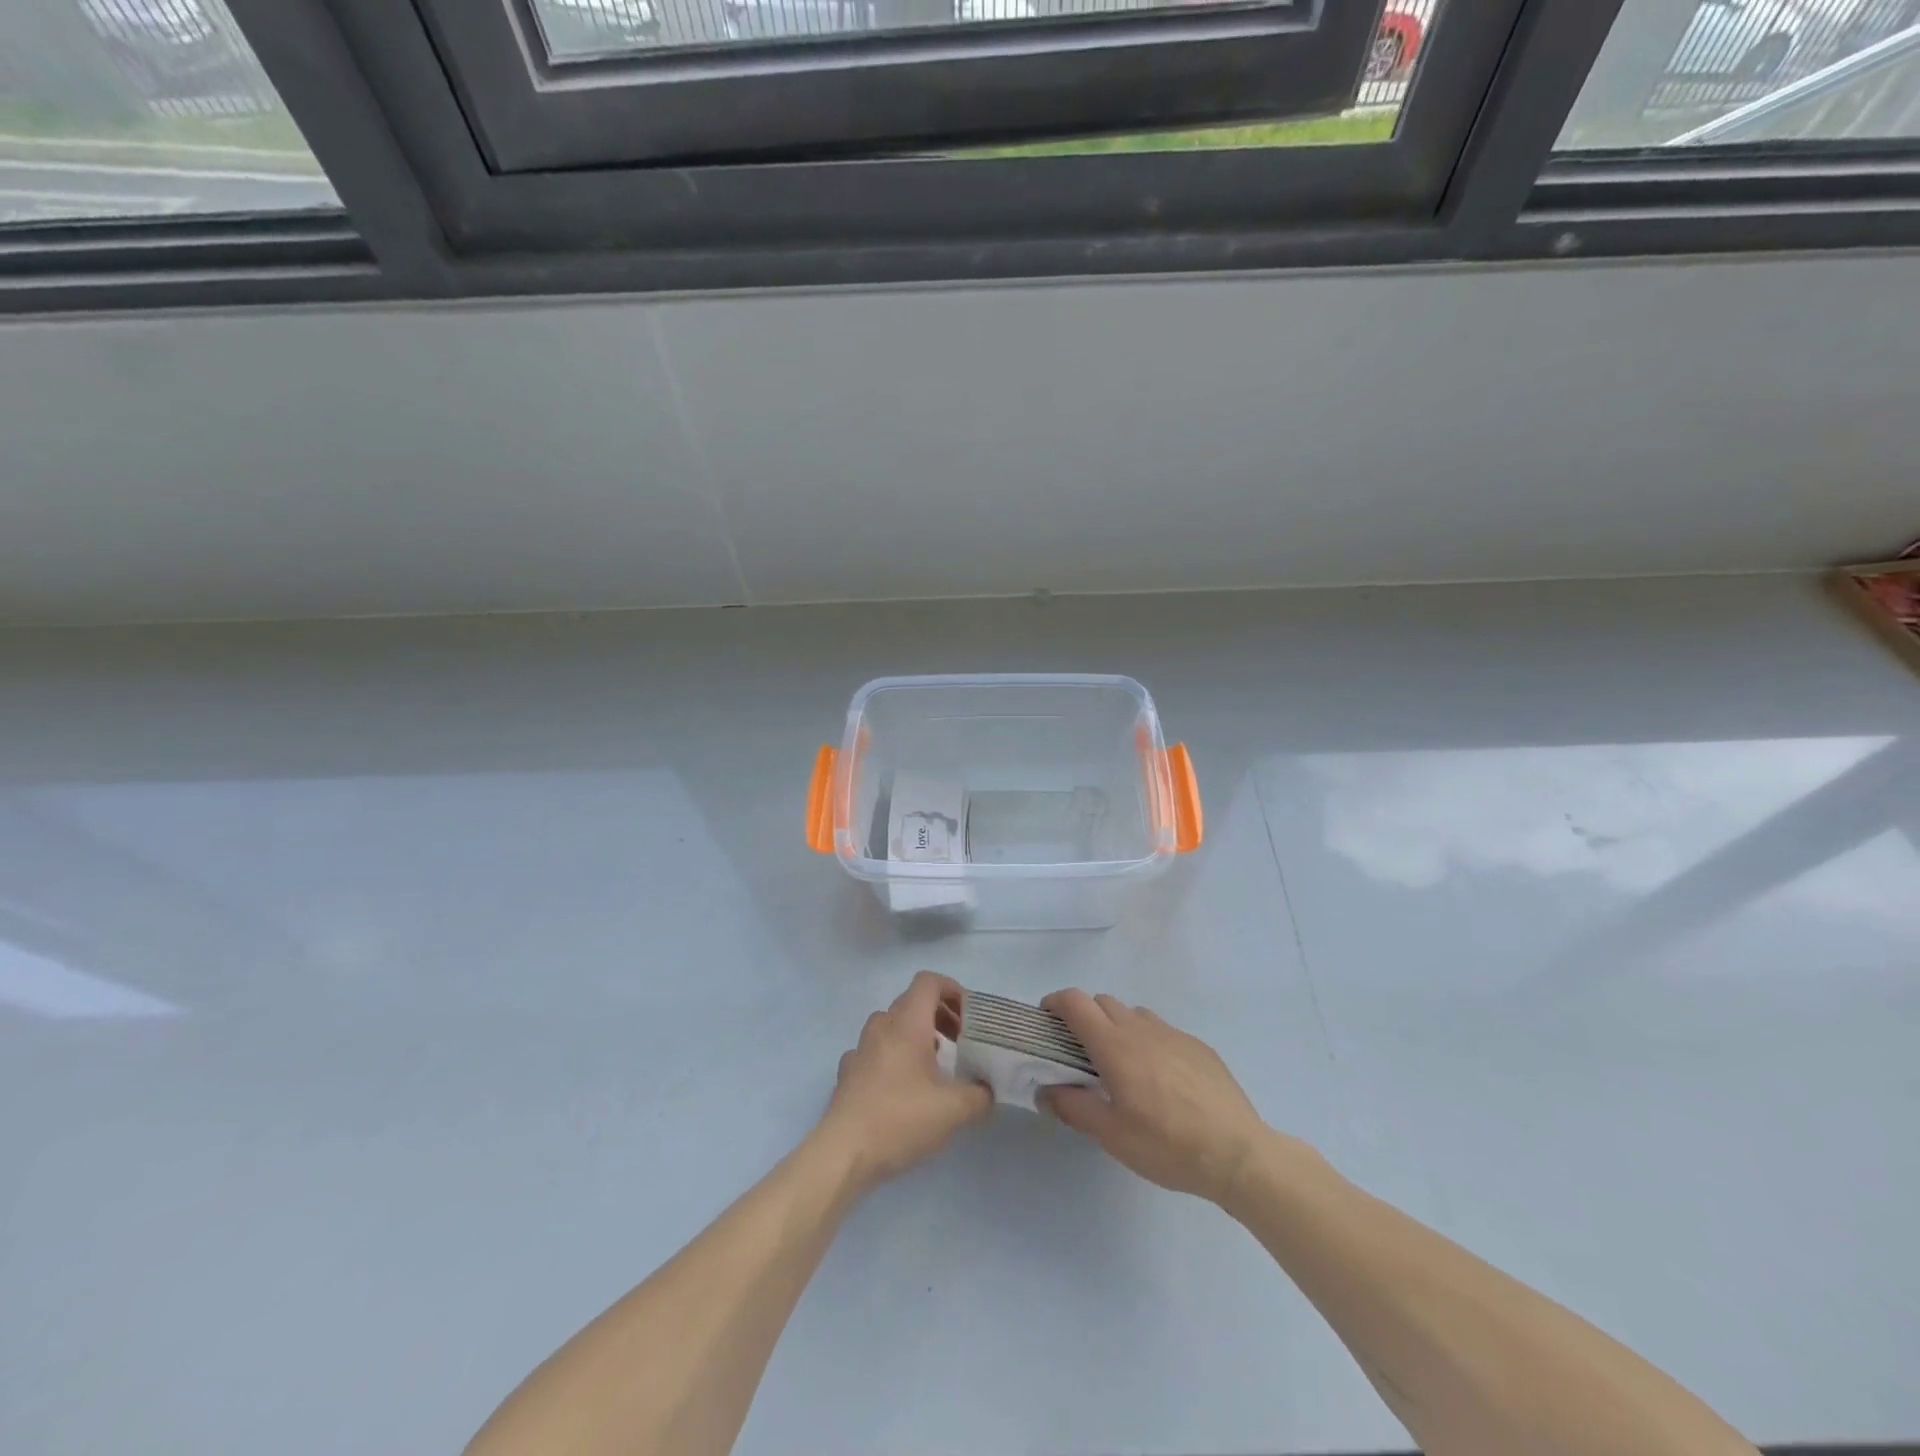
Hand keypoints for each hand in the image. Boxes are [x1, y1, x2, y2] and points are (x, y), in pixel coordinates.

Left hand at [817, 971, 991, 1188]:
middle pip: (911, 1002)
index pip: (928, 982)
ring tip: (934, 1063)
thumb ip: (979, 1095)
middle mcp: (881, 1027)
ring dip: (915, 1034)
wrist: (843, 1153)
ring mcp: (860, 1049)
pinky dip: (892, 1056)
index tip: (969, 1016)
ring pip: (891, 1025)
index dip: (951, 989)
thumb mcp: (954, 1110)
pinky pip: (874, 1050)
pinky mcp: (848, 1073)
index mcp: (907, 1024)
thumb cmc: (901, 1119)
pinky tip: (900, 1085)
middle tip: (959, 1040)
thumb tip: (987, 1090)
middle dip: (939, 1014)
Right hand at [1040, 989, 1267, 1204]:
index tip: (1046, 1020)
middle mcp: (1141, 1028)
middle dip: (1083, 1017)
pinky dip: (1147, 1041)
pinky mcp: (1198, 1046)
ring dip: (1116, 1027)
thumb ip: (1073, 1107)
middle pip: (1102, 1002)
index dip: (1055, 1003)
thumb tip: (1044, 1090)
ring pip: (1133, 1014)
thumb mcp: (1112, 1136)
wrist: (1238, 1153)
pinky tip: (1159, 1079)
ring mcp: (1173, 1034)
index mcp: (1115, 1045)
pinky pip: (1161, 1030)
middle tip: (1078, 1052)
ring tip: (1120, 1065)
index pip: (1075, 1002)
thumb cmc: (1167, 1145)